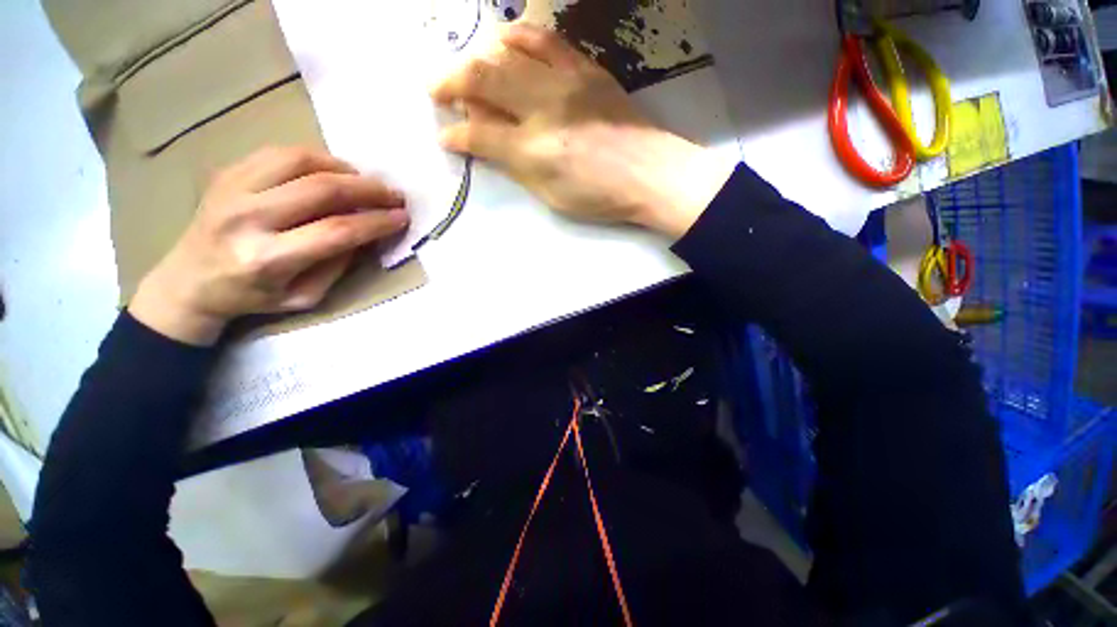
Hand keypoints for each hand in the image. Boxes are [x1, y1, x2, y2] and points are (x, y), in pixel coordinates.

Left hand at [128, 147, 409, 345]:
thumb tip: (364, 232)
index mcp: (268, 258)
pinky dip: (315, 158)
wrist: (188, 281)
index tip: (402, 218)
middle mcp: (247, 218)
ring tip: (365, 181)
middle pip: (321, 190)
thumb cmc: (252, 296)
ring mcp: (232, 190)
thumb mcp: (304, 297)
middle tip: (394, 195)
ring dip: (344, 169)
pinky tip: (333, 171)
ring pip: (300, 161)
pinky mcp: (226, 173)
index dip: (377, 222)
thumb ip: (337, 265)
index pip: (336, 231)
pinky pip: (278, 153)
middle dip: (369, 190)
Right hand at [431, 24, 733, 238]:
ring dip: (479, 58)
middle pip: (483, 79)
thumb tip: (484, 144)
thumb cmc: (600, 195)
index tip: (446, 136)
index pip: (479, 135)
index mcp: (534, 151)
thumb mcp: (552, 196)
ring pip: (506, 51)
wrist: (649, 172)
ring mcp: (565, 81)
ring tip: (470, 70)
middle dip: (451, 83)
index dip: (456, 135)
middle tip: (439, 91)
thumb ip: (515, 167)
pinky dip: (517, 36)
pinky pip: (543, 38)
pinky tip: (505, 42)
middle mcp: (543, 108)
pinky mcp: (584, 67)